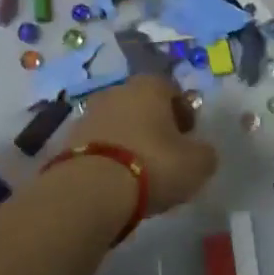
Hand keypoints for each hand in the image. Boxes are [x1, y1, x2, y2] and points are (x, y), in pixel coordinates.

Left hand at [71, 76, 219, 215]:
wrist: (92, 188)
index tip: (188, 139)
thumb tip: (200, 151)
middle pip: (142, 104)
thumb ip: (205, 153)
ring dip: (129, 140)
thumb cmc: (153, 165)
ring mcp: (89, 112)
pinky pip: (98, 143)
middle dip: (154, 125)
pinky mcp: (69, 137)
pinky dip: (108, 155)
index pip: (172, 90)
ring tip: (139, 173)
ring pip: (118, 123)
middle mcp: (117, 90)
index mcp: (149, 86)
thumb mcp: (197, 164)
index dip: (184, 113)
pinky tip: (115, 180)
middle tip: (165, 156)